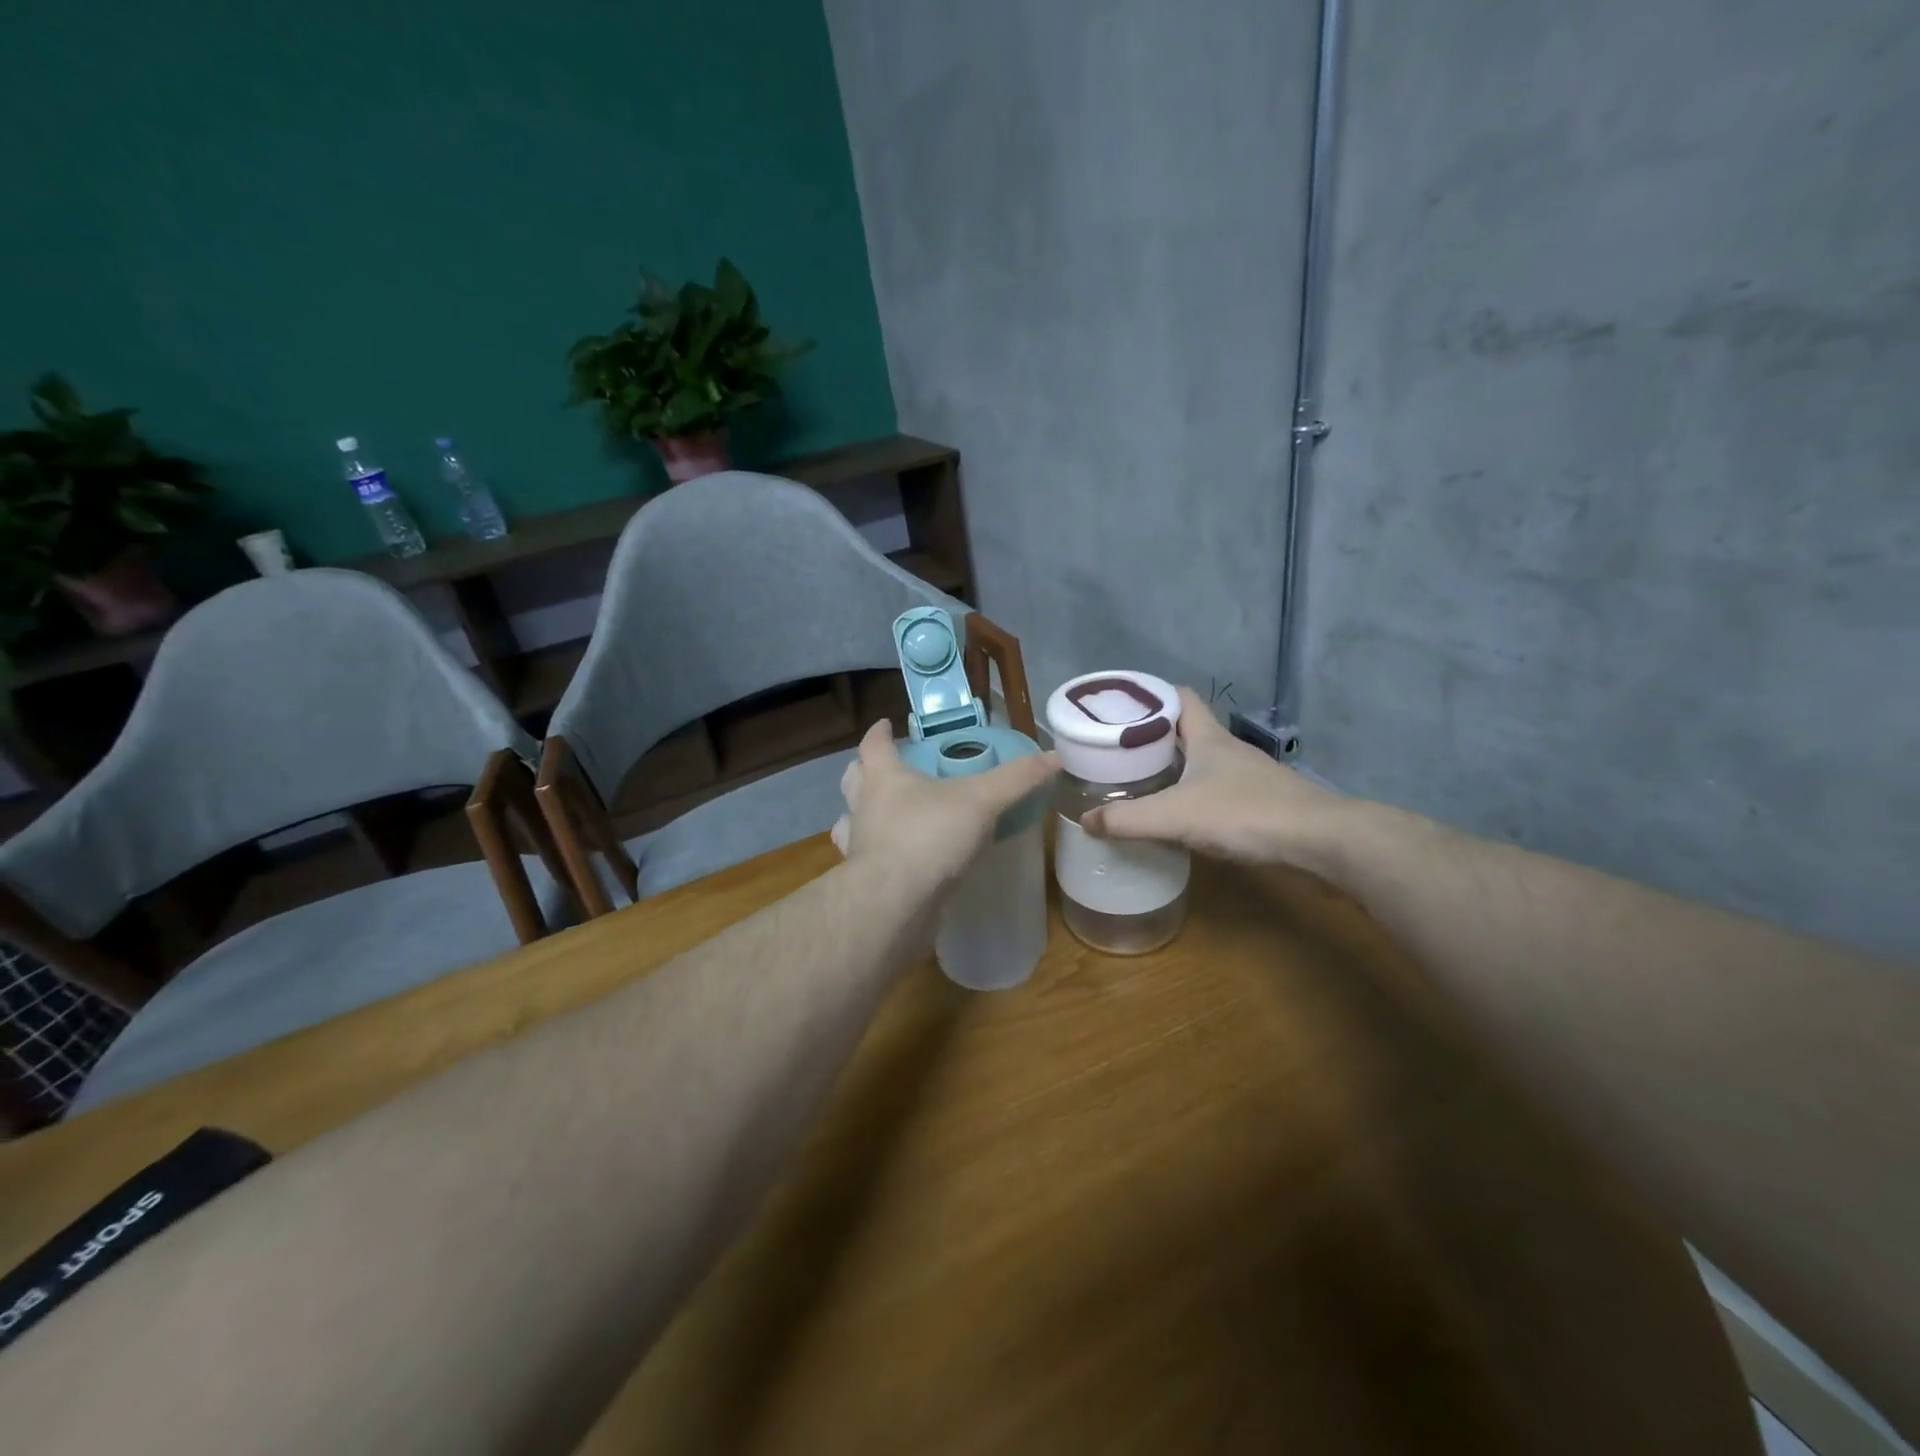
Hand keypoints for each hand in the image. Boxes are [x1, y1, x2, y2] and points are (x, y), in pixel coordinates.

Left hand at [831, 720, 1059, 898]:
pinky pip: (866, 859)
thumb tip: (1054, 756)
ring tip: (885, 816)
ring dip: (863, 815)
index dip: (880, 733)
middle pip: (853, 780)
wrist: (895, 903)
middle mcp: (864, 807)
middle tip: (886, 769)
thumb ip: (1016, 779)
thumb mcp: (982, 801)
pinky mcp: (864, 880)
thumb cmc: (929, 836)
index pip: (874, 745)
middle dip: (864, 770)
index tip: (886, 725)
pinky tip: (899, 861)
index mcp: (884, 778)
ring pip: (850, 822)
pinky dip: (879, 855)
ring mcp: (860, 845)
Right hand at [1080, 688, 1349, 867]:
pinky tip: (1177, 816)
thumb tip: (1085, 820)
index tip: (1118, 707)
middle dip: (1152, 736)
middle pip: (1185, 730)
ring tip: (1138, 782)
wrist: (1320, 842)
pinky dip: (1192, 796)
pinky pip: (1215, 791)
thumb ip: (1128, 819)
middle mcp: (1227, 750)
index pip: (1178, 697)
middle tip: (1116, 750)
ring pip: (1201, 762)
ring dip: (1172, 768)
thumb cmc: (1245, 813)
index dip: (1149, 696)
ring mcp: (1247, 777)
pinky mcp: (1259, 804)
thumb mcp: (1176, 816)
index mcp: (1207, 738)